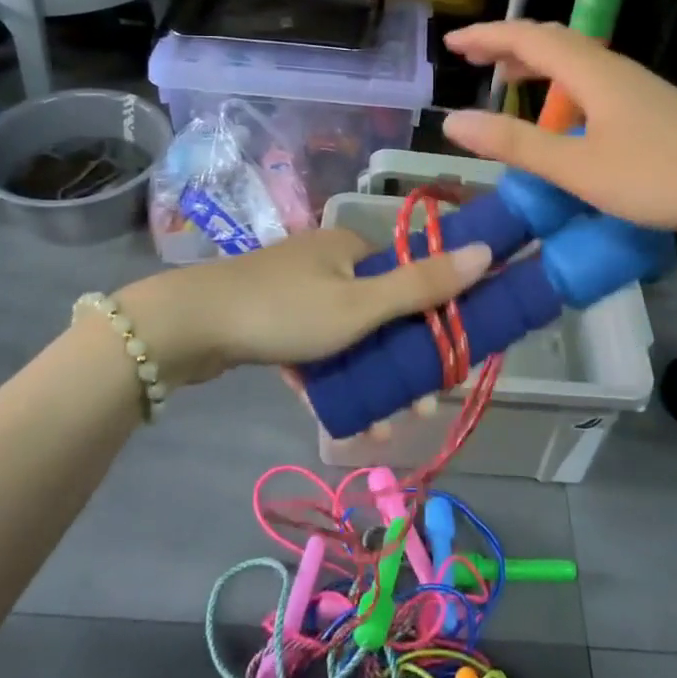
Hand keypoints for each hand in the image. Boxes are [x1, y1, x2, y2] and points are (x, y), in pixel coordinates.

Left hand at [114, 229, 492, 390]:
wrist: (188, 326)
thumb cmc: (285, 311)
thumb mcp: (361, 305)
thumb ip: (423, 285)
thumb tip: (488, 252)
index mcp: (352, 247)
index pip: (411, 279)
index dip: (437, 320)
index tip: (450, 365)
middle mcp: (328, 261)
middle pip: (382, 314)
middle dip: (404, 365)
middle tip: (418, 410)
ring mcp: (296, 290)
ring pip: (349, 338)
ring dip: (371, 381)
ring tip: (383, 430)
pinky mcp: (271, 319)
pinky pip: (315, 349)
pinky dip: (331, 379)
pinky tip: (341, 418)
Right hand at [441, 20, 676, 239]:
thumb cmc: (658, 176)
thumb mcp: (577, 167)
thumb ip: (515, 144)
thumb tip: (453, 121)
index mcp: (591, 71)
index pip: (527, 37)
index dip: (486, 36)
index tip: (451, 43)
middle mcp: (612, 67)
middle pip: (552, 39)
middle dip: (508, 43)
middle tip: (473, 58)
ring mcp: (636, 85)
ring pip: (575, 58)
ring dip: (535, 61)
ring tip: (507, 78)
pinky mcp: (651, 105)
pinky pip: (591, 78)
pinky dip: (560, 82)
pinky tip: (562, 112)